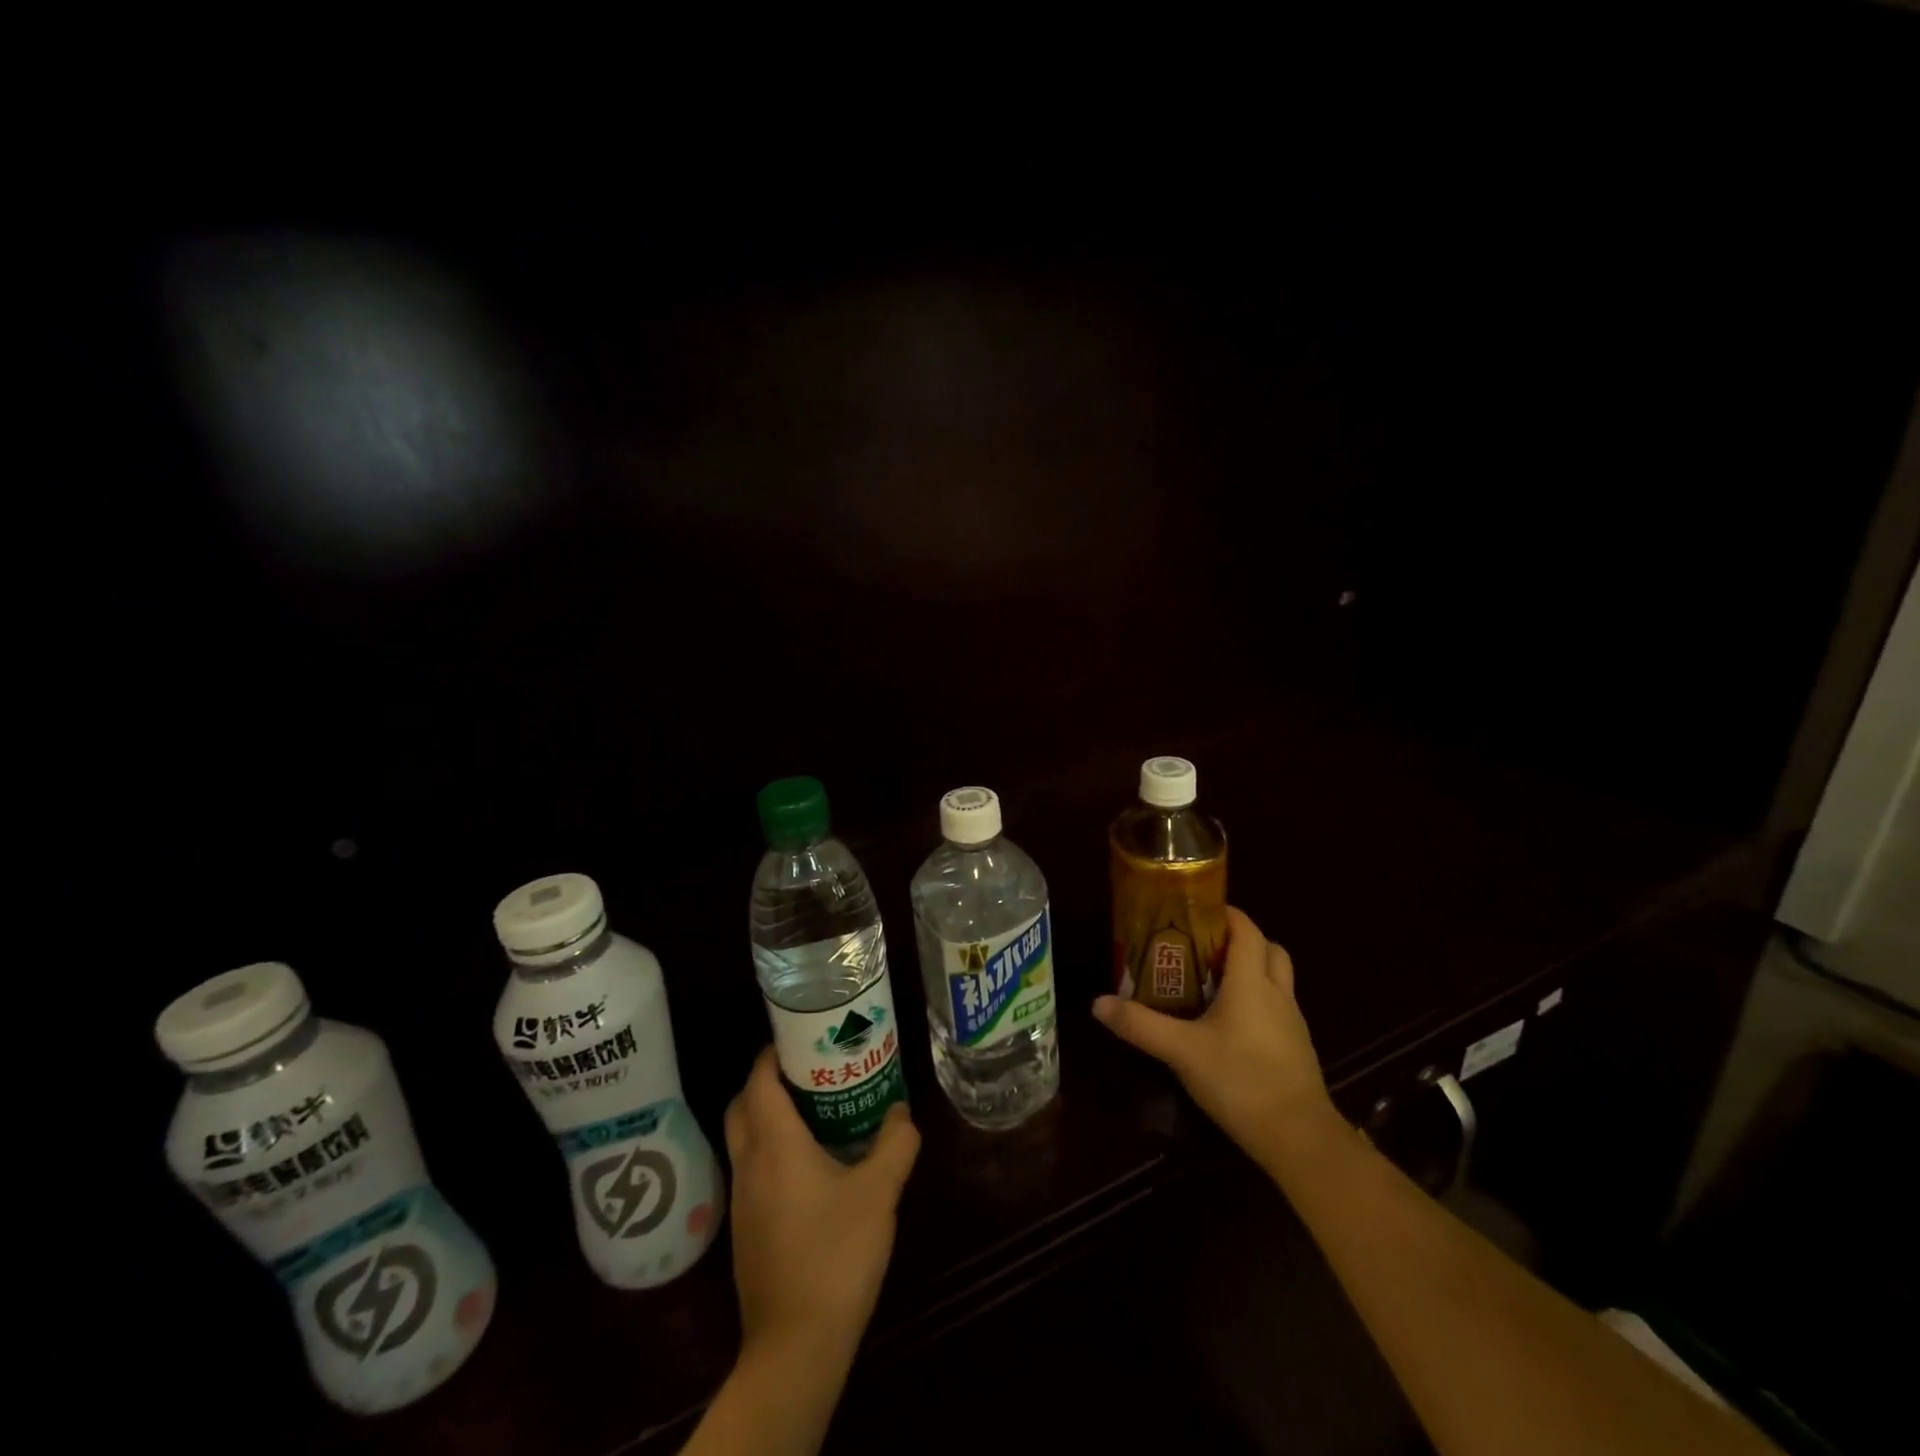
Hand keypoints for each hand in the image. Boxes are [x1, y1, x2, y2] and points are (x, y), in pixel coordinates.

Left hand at [723, 1046, 920, 1372]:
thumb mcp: (879, 1193)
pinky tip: (807, 1167)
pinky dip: (769, 1151)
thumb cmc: (836, 1255)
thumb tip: (902, 1111)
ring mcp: (742, 1201)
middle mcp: (749, 1165)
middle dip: (766, 1081)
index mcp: (775, 1145)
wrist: (795, 1346)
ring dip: (767, 1116)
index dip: (772, 1053)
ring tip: (813, 1111)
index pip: (759, 1081)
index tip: (800, 1036)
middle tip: (807, 1070)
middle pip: (742, 1105)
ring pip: (743, 1139)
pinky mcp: (745, 1231)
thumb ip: (896, 1143)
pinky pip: (751, 1170)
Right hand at [1094, 905, 1339, 1170]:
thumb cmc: (1240, 1080)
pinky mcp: (1297, 1048)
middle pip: (1269, 949)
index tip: (1198, 911)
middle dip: (1241, 940)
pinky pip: (1279, 1007)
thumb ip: (1140, 1025)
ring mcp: (1292, 1022)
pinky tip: (1231, 1024)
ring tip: (1213, 983)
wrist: (1299, 1139)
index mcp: (1252, 982)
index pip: (1247, 930)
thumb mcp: (1181, 1051)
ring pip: (1277, 978)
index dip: (1227, 914)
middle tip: (1205, 947)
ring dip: (1252, 970)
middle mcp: (1277, 994)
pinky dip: (1259, 1001)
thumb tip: (1098, 1003)